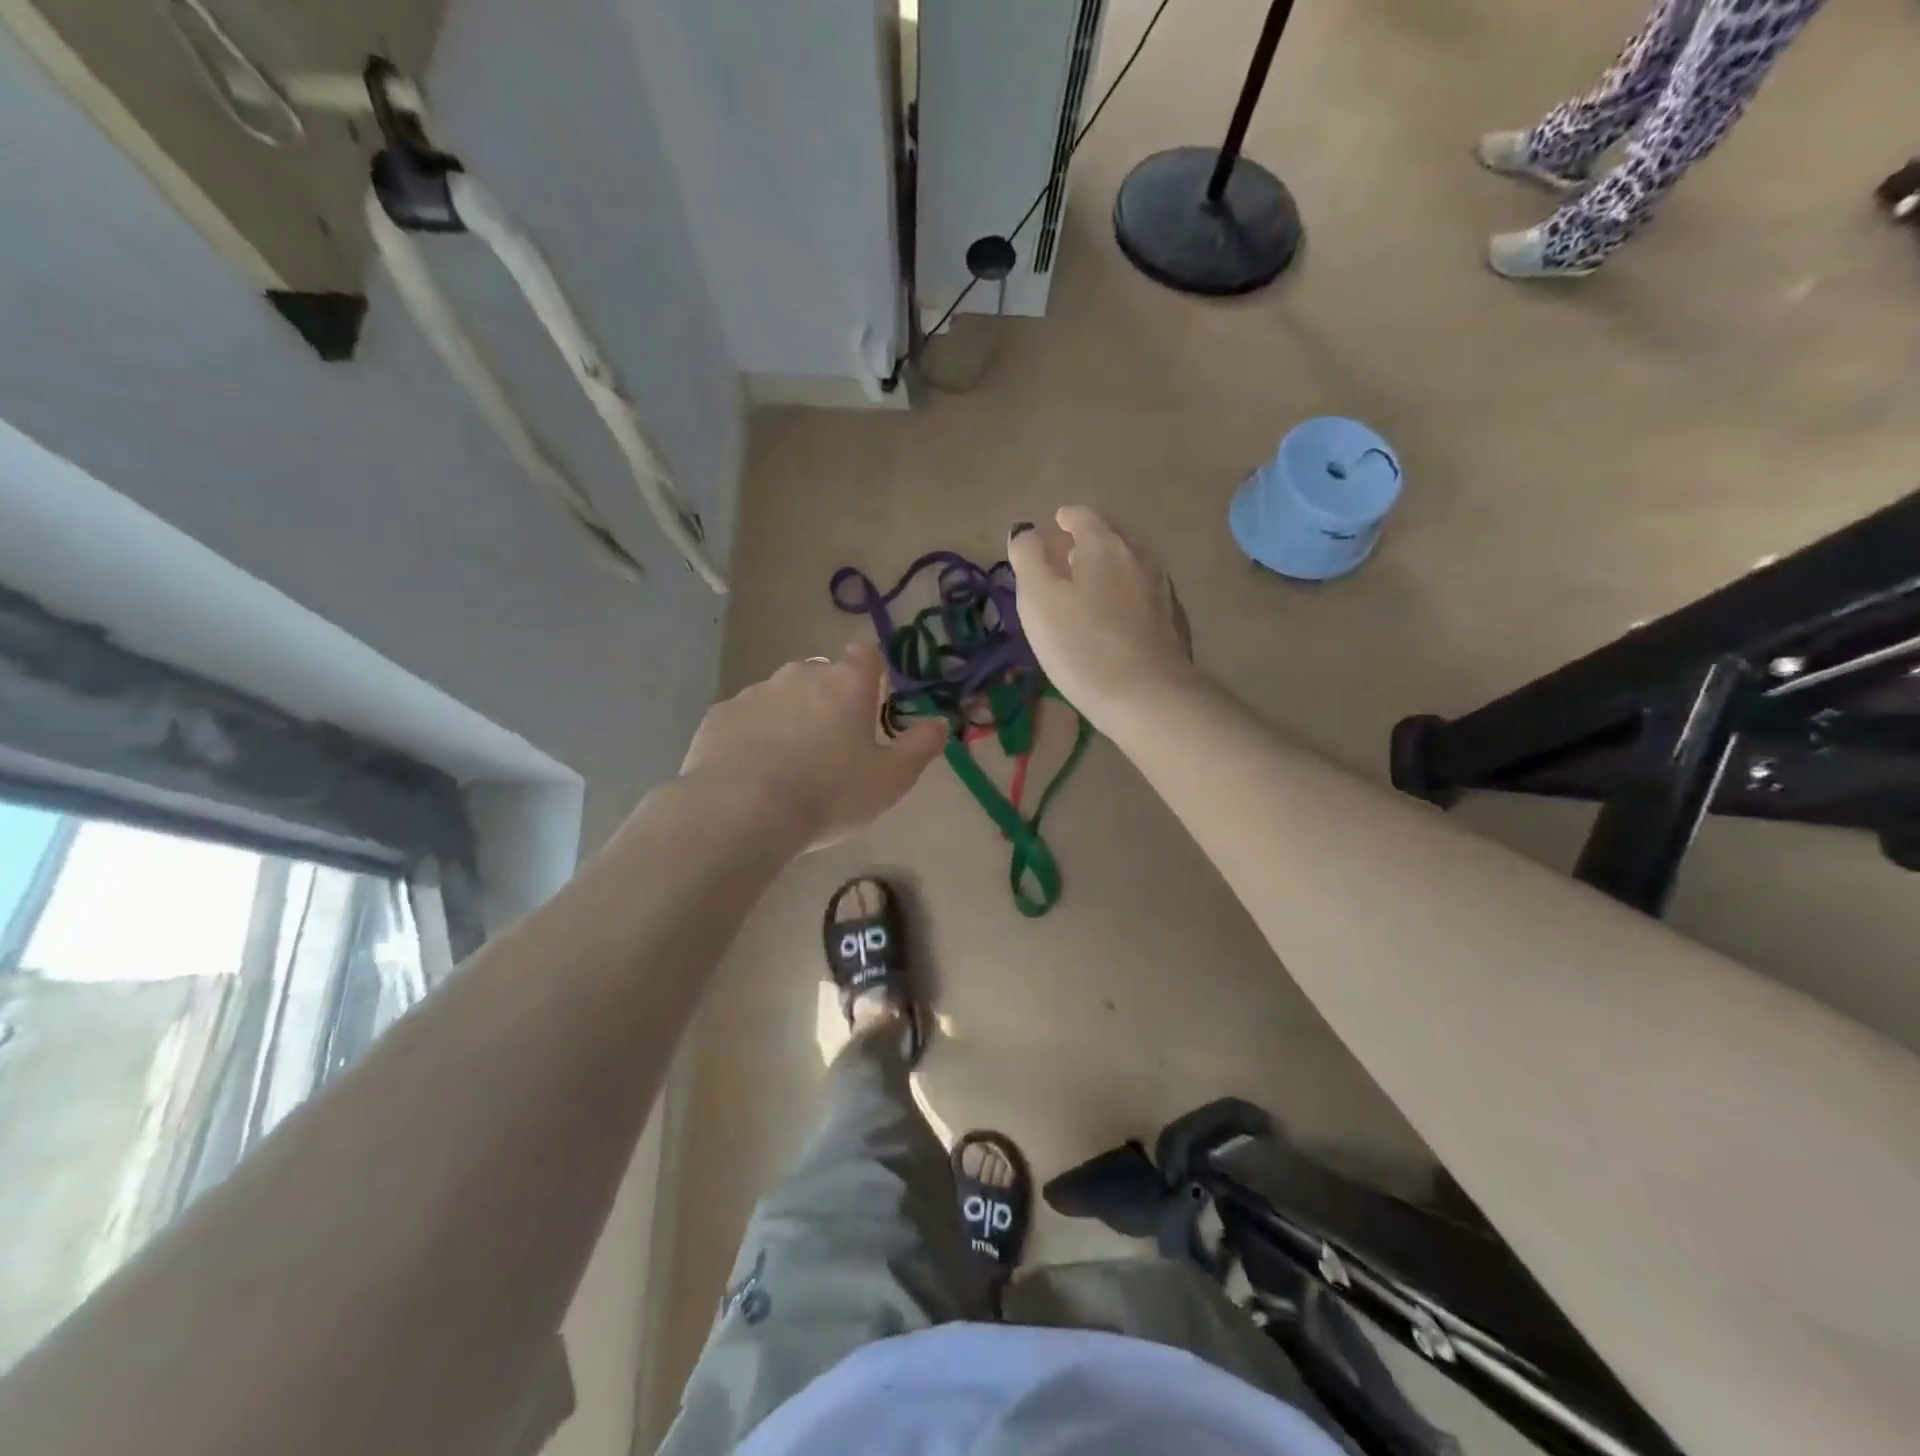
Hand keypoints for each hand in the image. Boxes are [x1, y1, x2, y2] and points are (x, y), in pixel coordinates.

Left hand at [680, 643, 946, 846]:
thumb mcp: (891, 779)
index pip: (865, 655)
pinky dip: (752, 735)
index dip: (871, 674)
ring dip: (788, 717)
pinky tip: (752, 772)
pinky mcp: (719, 715)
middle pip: (821, 675)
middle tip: (831, 746)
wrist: (743, 811)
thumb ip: (920, 746)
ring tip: (788, 766)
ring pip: (780, 695)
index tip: (871, 703)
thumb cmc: (830, 793)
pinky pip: (744, 718)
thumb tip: (940, 722)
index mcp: (846, 684)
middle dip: (828, 699)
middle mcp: (800, 675)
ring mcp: (755, 692)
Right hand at [1008, 506, 1194, 722]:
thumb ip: (1028, 558)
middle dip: (1087, 543)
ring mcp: (1162, 588)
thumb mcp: (1038, 600)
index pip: (1083, 516)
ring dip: (1108, 570)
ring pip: (1130, 566)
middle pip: (1111, 537)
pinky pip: (1142, 594)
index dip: (1064, 519)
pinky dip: (1124, 595)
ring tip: (1088, 589)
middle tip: (1066, 559)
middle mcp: (1140, 556)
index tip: (1054, 526)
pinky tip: (1114, 619)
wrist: (1148, 697)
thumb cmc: (1082, 646)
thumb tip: (1028, 533)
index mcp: (1105, 544)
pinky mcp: (1173, 621)